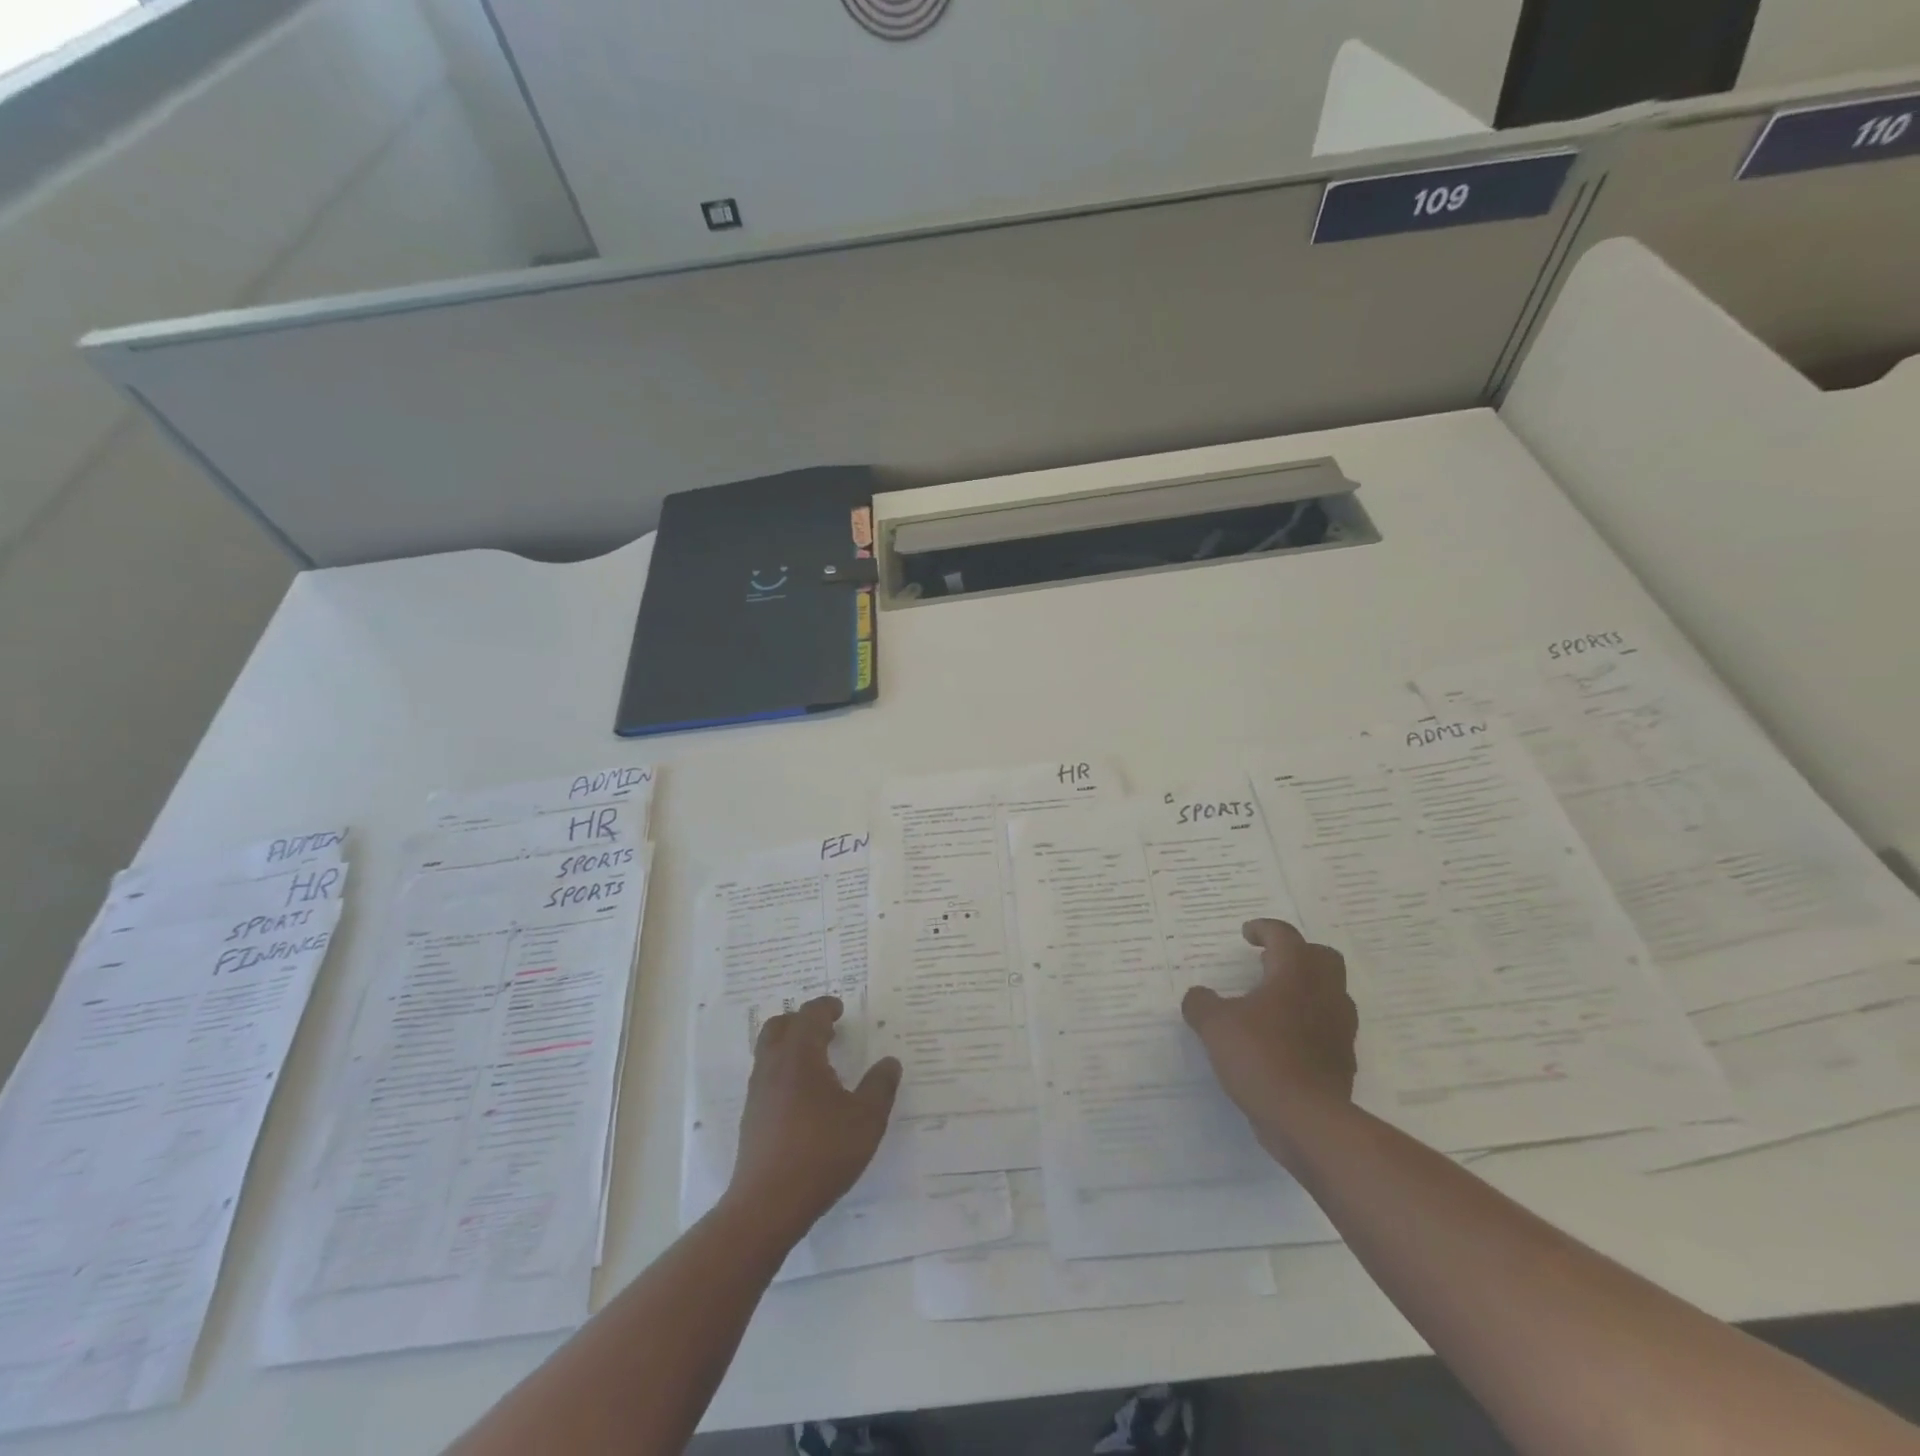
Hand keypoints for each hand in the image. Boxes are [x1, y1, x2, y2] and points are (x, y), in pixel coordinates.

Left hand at [725, 996, 901, 1240]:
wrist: (767, 1205)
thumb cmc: (821, 1154)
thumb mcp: (866, 1120)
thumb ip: (880, 1087)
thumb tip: (889, 1062)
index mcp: (800, 1056)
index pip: (810, 1016)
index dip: (826, 1007)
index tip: (840, 1009)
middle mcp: (773, 1066)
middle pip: (780, 1026)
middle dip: (802, 1021)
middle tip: (827, 1029)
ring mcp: (758, 1092)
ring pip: (769, 1051)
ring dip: (791, 1045)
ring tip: (819, 1061)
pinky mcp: (752, 1117)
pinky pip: (767, 1076)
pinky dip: (784, 1070)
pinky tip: (805, 1096)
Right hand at [1182, 919, 1357, 1165]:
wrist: (1307, 1120)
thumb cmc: (1260, 1057)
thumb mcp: (1214, 1025)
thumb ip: (1201, 1004)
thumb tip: (1198, 996)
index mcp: (1295, 975)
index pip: (1285, 936)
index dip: (1264, 929)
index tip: (1247, 934)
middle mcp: (1324, 994)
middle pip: (1322, 957)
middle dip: (1297, 953)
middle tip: (1268, 962)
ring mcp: (1339, 1028)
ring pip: (1330, 992)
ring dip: (1306, 988)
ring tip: (1273, 1001)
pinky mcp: (1342, 1059)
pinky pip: (1328, 1027)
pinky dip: (1308, 1023)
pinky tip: (1282, 1039)